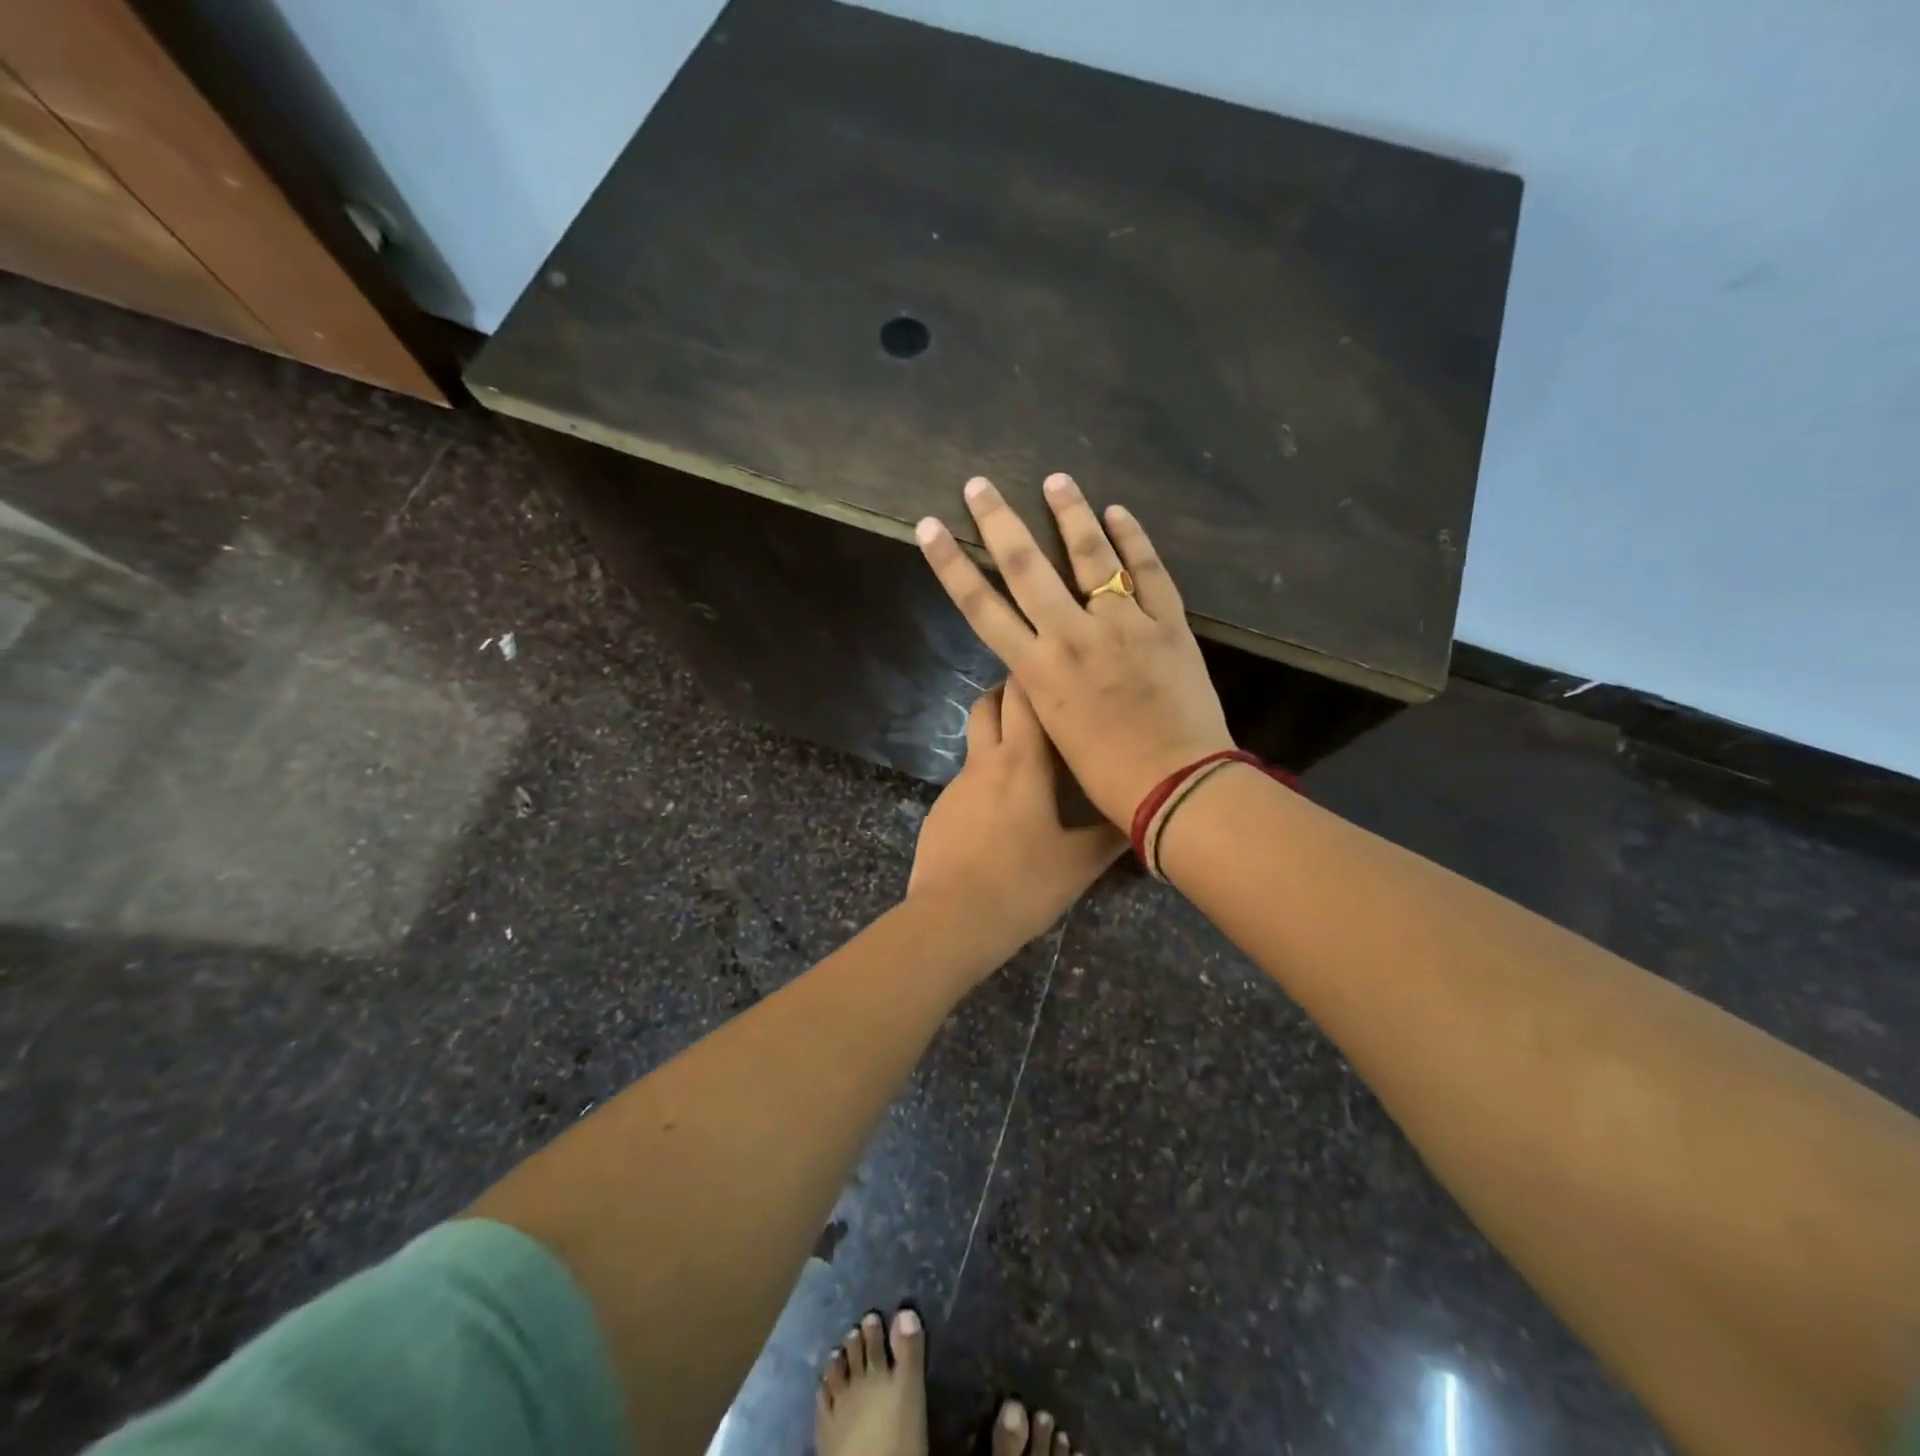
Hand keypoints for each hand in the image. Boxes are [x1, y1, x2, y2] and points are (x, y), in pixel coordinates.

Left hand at [908, 679, 1124, 950]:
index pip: (1022, 694)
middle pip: (988, 704)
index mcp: (1020, 761)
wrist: (952, 919)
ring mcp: (956, 786)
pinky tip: (1004, 814)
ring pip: (976, 742)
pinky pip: (967, 781)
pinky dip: (987, 780)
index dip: (1036, 675)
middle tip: (1043, 704)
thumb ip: (1112, 833)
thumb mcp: (1080, 863)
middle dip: (1009, 692)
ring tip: (1031, 760)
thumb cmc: (1023, 884)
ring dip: (998, 736)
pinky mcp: (941, 811)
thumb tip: (1141, 812)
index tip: (1059, 673)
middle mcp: (984, 762)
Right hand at [914, 473, 1232, 826]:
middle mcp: (1073, 636)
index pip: (982, 606)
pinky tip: (1119, 512)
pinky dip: (1134, 540)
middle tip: (979, 484)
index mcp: (1039, 670)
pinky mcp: (1168, 624)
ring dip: (1070, 513)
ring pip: (1091, 556)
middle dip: (998, 521)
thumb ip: (1044, 684)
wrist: (1177, 786)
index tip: (929, 528)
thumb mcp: (1056, 730)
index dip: (951, 565)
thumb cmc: (1108, 777)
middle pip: (1026, 567)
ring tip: (1056, 478)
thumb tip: (1039, 651)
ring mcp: (1124, 624)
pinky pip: (1149, 571)